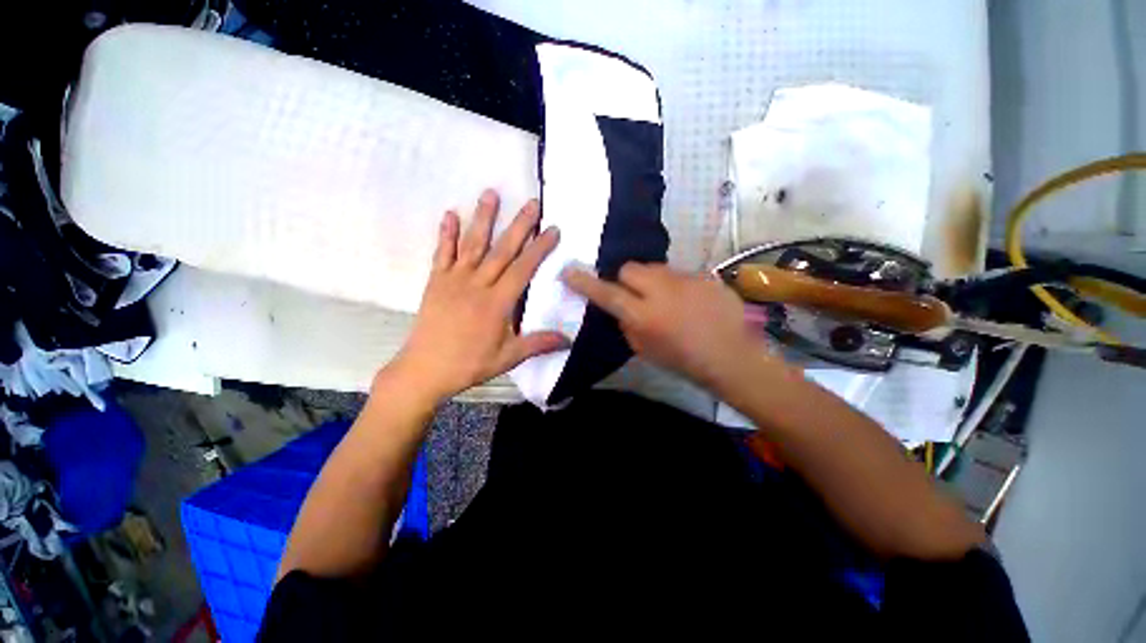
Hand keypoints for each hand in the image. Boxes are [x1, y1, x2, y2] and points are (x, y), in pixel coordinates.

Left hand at [384, 190, 569, 402]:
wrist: (424, 370)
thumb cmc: (469, 364)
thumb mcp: (509, 357)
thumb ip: (539, 344)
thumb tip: (569, 340)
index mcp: (497, 302)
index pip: (524, 268)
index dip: (539, 248)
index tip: (552, 229)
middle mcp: (477, 284)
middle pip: (502, 250)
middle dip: (519, 225)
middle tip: (531, 202)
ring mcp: (454, 280)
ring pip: (472, 244)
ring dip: (483, 218)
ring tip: (491, 193)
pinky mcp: (436, 282)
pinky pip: (442, 253)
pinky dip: (446, 233)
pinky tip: (450, 213)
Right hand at [561, 262, 771, 389]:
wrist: (731, 357)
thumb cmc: (683, 361)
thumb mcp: (644, 350)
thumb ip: (627, 324)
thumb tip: (621, 307)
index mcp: (643, 315)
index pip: (606, 293)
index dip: (585, 283)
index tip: (569, 272)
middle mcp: (661, 291)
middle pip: (629, 268)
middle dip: (626, 279)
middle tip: (635, 294)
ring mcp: (685, 280)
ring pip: (655, 268)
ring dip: (652, 281)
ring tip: (666, 298)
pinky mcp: (704, 275)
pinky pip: (679, 273)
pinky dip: (676, 285)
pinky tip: (689, 301)